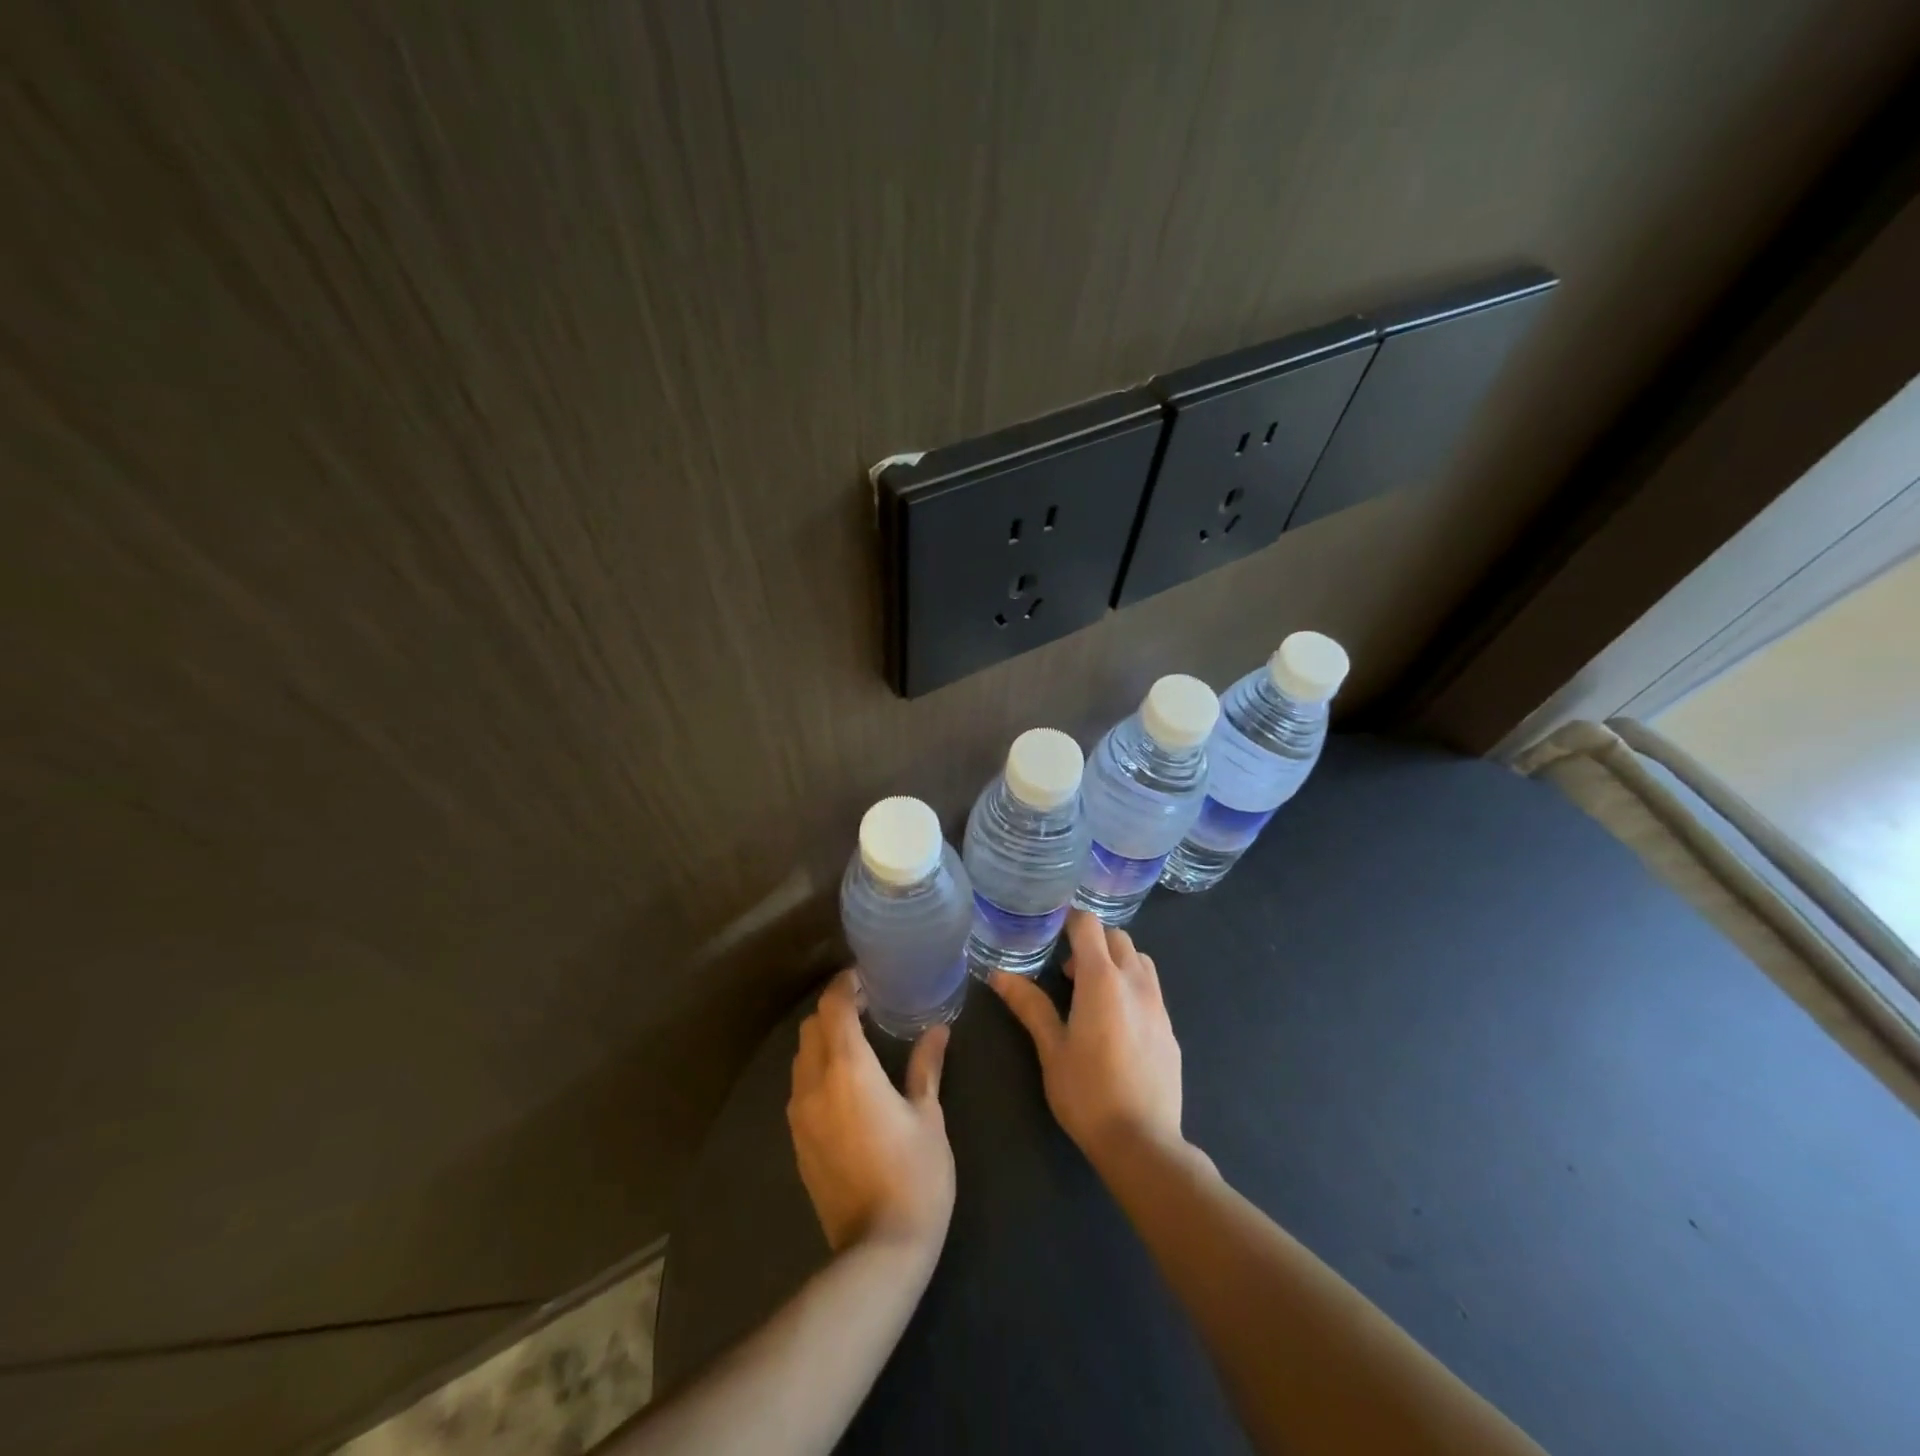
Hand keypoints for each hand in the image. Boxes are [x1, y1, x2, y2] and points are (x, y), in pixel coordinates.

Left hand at [788, 970, 954, 1256]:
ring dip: (823, 1039)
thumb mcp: (929, 1116)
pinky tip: (845, 1083)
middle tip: (868, 1007)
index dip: (846, 984)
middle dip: (834, 1009)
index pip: (833, 1007)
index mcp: (849, 1069)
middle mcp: (815, 1084)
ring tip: (857, 1041)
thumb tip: (938, 1030)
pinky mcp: (797, 1140)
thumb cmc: (915, 1176)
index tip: (867, 977)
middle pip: (812, 1026)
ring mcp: (800, 1114)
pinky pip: (800, 1087)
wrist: (878, 1250)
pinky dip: (817, 1069)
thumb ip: (926, 1067)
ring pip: (802, 1056)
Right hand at [991, 910, 1185, 1167]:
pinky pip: (1151, 989)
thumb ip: (1030, 1005)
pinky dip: (1132, 986)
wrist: (1143, 1142)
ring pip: (1139, 959)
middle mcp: (1135, 982)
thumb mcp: (1051, 1049)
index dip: (1069, 921)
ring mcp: (1158, 1004)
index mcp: (1102, 979)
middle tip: (1068, 971)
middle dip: (1093, 941)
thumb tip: (999, 974)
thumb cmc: (1087, 1093)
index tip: (1051, 931)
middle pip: (1117, 937)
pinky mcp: (1170, 1028)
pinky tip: (1117, 1022)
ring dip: (1116, 961)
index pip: (1088, 925)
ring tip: (1093, 993)